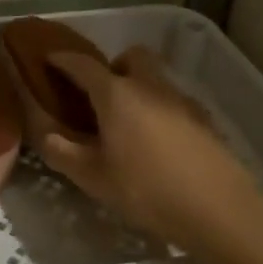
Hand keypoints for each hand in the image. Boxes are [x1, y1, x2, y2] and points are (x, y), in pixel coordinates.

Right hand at [39, 47, 255, 251]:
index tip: (49, 59)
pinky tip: (157, 142)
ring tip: (127, 123)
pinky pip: (173, 100)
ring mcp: (181, 99)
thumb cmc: (146, 189)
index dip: (63, 60)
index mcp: (117, 94)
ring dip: (138, 86)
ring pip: (155, 77)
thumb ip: (63, 152)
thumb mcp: (93, 177)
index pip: (83, 65)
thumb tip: (44, 135)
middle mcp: (149, 86)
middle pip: (131, 55)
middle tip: (100, 95)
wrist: (217, 207)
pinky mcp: (203, 118)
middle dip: (113, 65)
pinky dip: (159, 108)